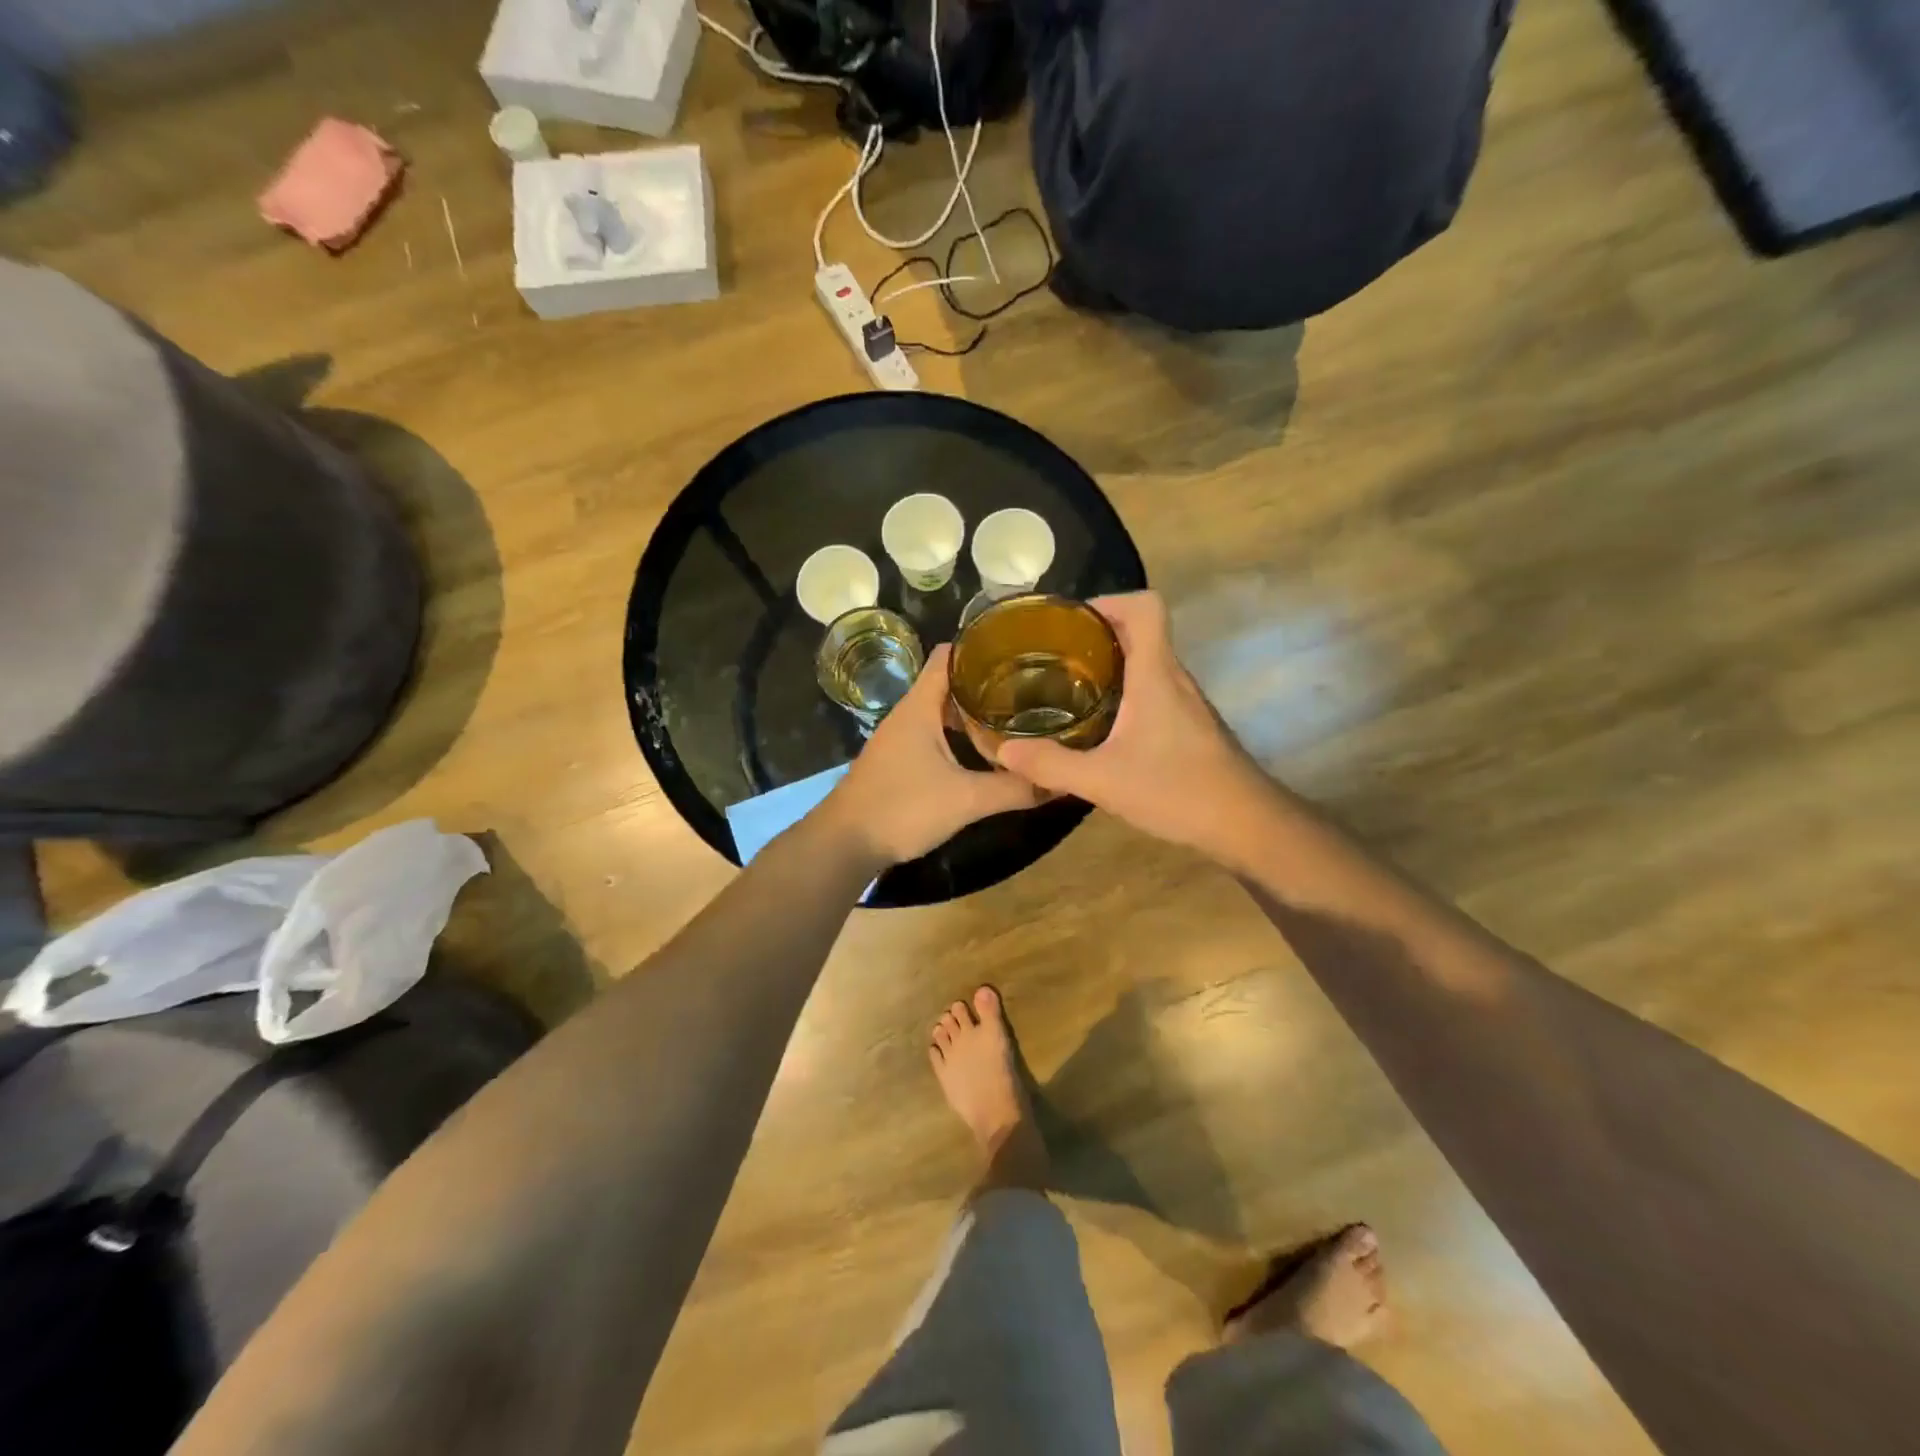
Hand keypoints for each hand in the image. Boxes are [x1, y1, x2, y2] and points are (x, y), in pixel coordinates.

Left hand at [821, 644, 1044, 864]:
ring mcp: (901, 738)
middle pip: (949, 682)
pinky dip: (959, 734)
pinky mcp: (900, 761)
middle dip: (987, 681)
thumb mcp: (965, 799)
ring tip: (1016, 715)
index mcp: (920, 706)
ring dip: (973, 711)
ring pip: (942, 710)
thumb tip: (1061, 781)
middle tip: (1031, 687)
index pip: (949, 655)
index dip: (981, 647)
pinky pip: (935, 734)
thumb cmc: (902, 809)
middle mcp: (908, 714)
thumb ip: (1013, 789)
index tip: (1021, 651)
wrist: (844, 845)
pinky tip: (984, 751)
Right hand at [993, 592, 1273, 855]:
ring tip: (1067, 686)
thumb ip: (1051, 765)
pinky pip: (1152, 689)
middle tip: (1053, 656)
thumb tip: (1004, 751)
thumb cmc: (1178, 790)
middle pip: (1140, 630)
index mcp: (1156, 674)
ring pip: (1146, 662)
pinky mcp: (1189, 724)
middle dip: (1095, 635)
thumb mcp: (1103, 781)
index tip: (1070, 622)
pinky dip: (1123, 692)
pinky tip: (1100, 725)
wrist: (1246, 824)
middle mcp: (1173, 677)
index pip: (1145, 606)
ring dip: (1109, 664)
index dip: (1108, 601)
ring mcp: (1185, 701)